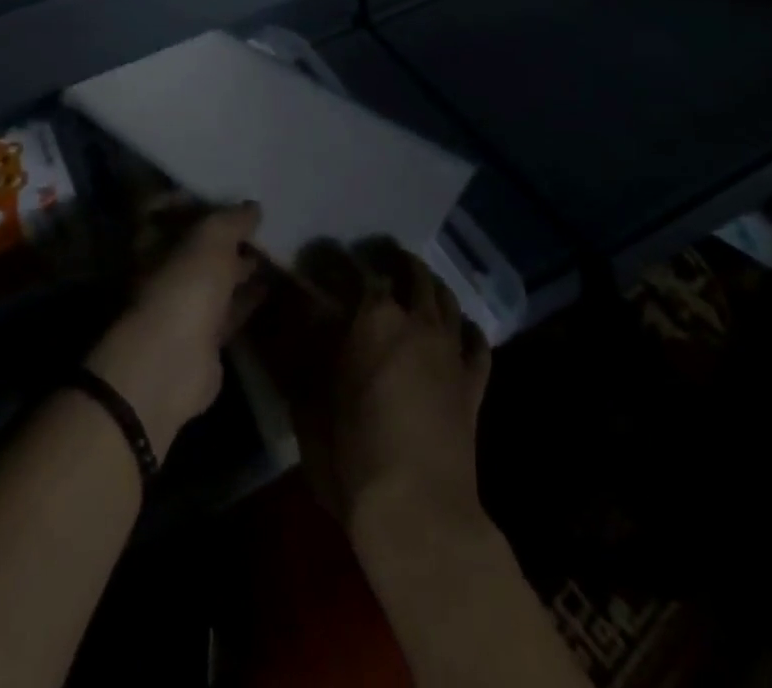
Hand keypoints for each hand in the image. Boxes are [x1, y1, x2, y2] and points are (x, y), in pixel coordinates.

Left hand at [85, 201, 264, 453]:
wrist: (172, 364)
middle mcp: (165, 271)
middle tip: (259, 221)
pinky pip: (230, 309)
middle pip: (196, 246)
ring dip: (240, 265)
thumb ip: (232, 219)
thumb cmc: (184, 287)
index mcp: (154, 242)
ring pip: (216, 278)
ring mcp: (184, 305)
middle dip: (225, 235)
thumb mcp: (211, 239)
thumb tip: (253, 207)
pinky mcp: (206, 336)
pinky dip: (248, 297)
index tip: (226, 193)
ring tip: (272, 248)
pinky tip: (271, 284)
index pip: (169, 211)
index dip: (196, 201)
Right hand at [267, 238, 490, 530]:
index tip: (319, 257)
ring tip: (415, 281)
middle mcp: (416, 320)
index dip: (333, 259)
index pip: (352, 269)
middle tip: (374, 257)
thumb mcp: (308, 403)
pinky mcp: (473, 384)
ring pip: (446, 298)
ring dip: (429, 284)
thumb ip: (303, 353)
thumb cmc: (353, 455)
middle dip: (391, 259)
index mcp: (372, 317)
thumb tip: (293, 322)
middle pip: (410, 272)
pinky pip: (477, 343)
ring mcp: (451, 350)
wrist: (420, 515)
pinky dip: (467, 329)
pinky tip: (460, 328)